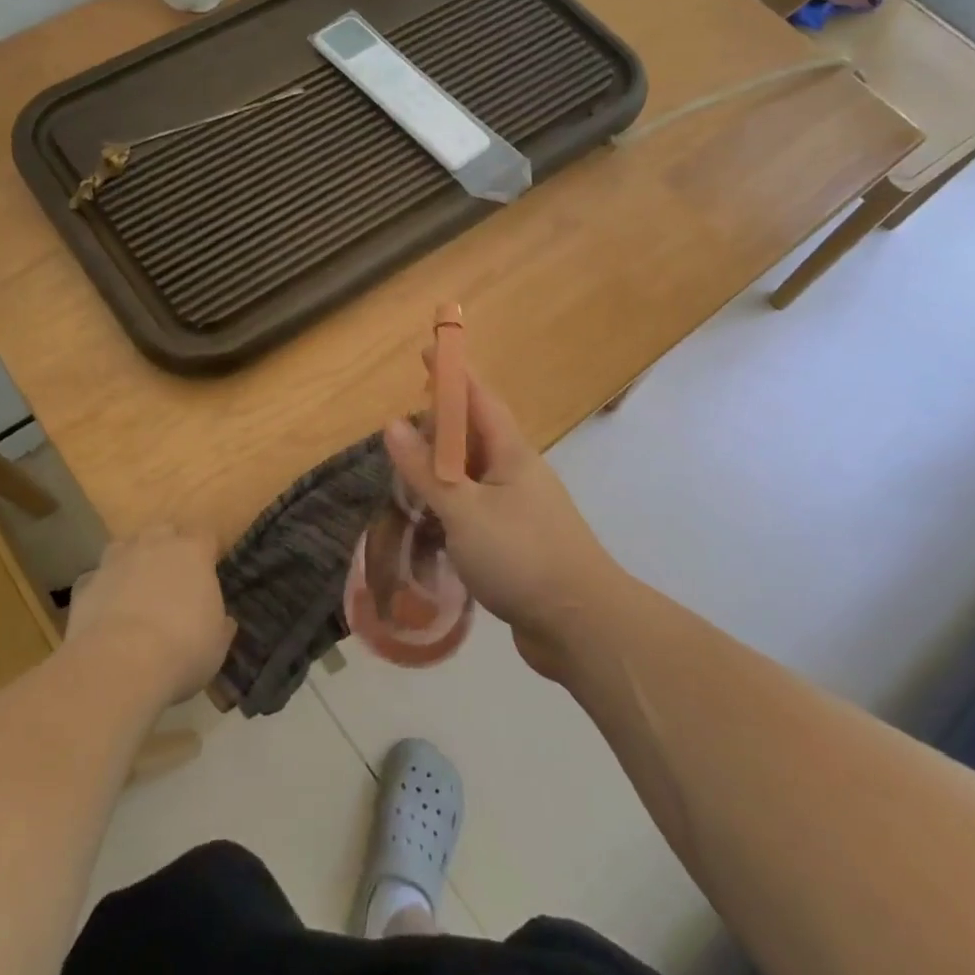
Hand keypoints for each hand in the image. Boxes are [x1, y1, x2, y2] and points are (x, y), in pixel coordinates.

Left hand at [66, 525, 234, 703]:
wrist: (119, 666)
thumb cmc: (182, 650)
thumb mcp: (216, 645)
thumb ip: (220, 625)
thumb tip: (224, 622)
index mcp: (193, 553)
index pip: (205, 536)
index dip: (205, 552)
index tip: (207, 571)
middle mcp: (154, 546)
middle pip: (163, 532)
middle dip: (166, 548)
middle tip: (170, 578)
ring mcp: (115, 562)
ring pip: (124, 547)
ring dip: (130, 562)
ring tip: (134, 589)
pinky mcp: (84, 585)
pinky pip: (95, 579)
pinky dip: (100, 589)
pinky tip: (104, 611)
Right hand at [384, 365, 623, 679]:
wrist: (581, 623)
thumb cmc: (521, 555)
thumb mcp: (463, 510)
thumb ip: (426, 470)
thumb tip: (392, 424)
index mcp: (510, 453)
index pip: (477, 398)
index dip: (452, 373)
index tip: (427, 351)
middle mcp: (518, 472)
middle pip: (475, 435)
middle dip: (441, 424)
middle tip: (402, 426)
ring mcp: (521, 507)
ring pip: (475, 474)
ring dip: (444, 469)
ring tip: (410, 471)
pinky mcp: (518, 541)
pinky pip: (478, 507)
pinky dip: (453, 504)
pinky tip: (433, 519)